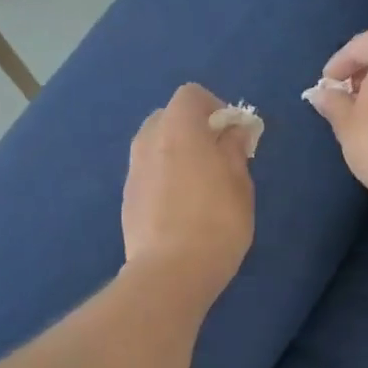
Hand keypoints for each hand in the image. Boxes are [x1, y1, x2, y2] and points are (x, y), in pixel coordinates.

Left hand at [122, 83, 255, 304]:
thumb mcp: (239, 183)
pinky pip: (148, 172)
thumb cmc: (216, 222)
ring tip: (201, 183)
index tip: (233, 133)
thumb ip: (234, 149)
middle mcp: (148, 141)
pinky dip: (164, 175)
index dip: (214, 106)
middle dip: (193, 127)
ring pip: (155, 145)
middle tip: (218, 156)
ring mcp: (133, 171)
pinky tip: (182, 207)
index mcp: (178, 129)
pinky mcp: (127, 198)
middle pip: (168, 116)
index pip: (190, 95)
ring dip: (177, 152)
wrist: (170, 273)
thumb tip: (233, 131)